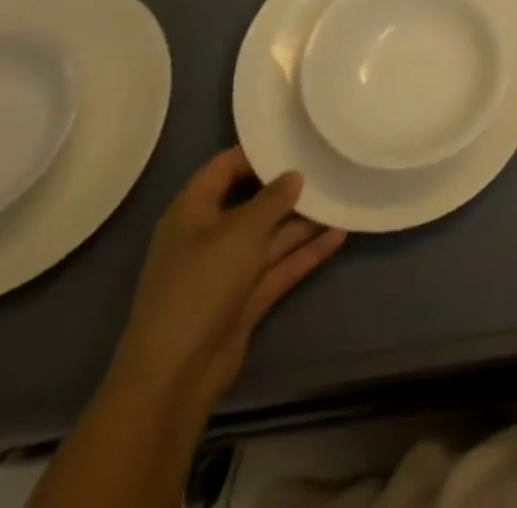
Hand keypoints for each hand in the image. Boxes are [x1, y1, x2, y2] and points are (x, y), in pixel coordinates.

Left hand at [104, 149, 345, 417]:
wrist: (174, 378)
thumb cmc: (198, 287)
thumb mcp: (239, 233)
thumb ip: (271, 200)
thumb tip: (295, 175)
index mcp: (192, 212)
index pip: (224, 168)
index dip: (256, 152)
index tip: (294, 138)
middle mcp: (209, 236)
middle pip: (253, 202)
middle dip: (288, 188)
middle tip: (327, 165)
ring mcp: (227, 270)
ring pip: (271, 236)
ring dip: (304, 221)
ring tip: (343, 198)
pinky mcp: (245, 299)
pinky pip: (279, 266)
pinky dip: (306, 253)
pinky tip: (339, 236)